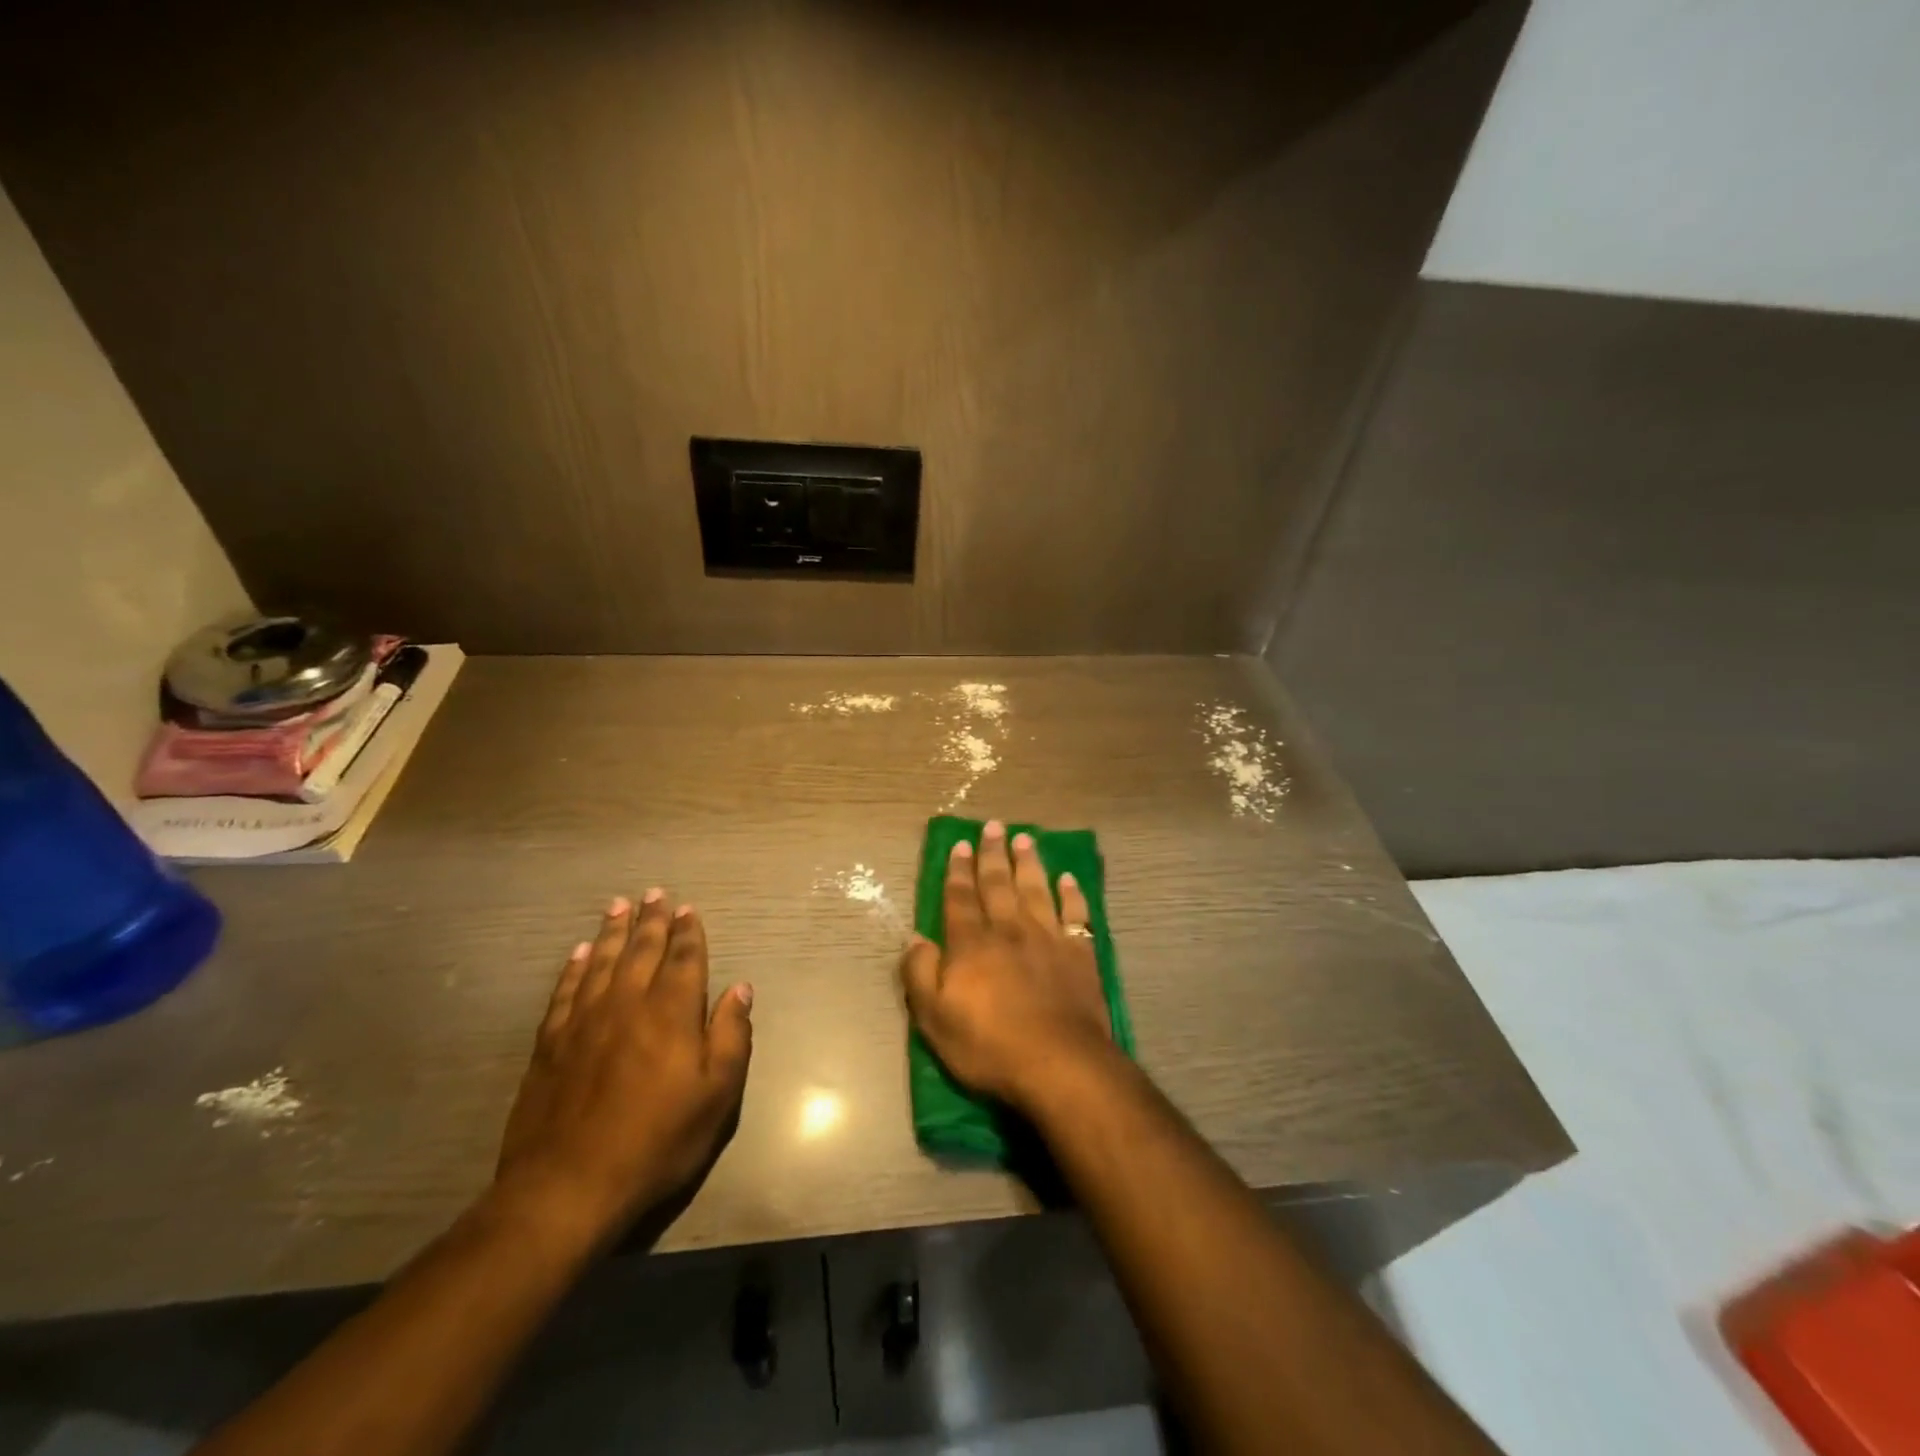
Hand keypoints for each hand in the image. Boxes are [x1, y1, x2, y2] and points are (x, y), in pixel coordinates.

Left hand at [494, 891, 753, 1248]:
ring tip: (618, 906)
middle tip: (654, 892)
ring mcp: (584, 1021)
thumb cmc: (656, 1141)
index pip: (684, 958)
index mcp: (671, 1012)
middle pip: (642, 949)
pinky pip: (566, 991)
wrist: (568, 1187)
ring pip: (602, 961)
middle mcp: (628, 1003)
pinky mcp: (551, 1044)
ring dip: (613, 931)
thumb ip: (731, 1036)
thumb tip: (740, 989)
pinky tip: (580, 953)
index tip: (687, 909)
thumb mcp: (716, 1096)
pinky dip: (575, 967)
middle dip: (651, 920)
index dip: (688, 932)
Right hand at [901, 821, 1113, 1111]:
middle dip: (993, 854)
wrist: (1058, 1063)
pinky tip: (1068, 879)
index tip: (961, 844)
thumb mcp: (934, 1018)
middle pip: (999, 884)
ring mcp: (1048, 939)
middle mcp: (1009, 930)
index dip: (959, 871)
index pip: (961, 898)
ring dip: (1029, 863)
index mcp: (972, 944)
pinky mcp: (1080, 954)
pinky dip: (1072, 895)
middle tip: (993, 826)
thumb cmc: (989, 1046)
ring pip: (1036, 890)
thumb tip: (915, 938)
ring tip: (1024, 839)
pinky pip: (1076, 915)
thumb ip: (920, 974)